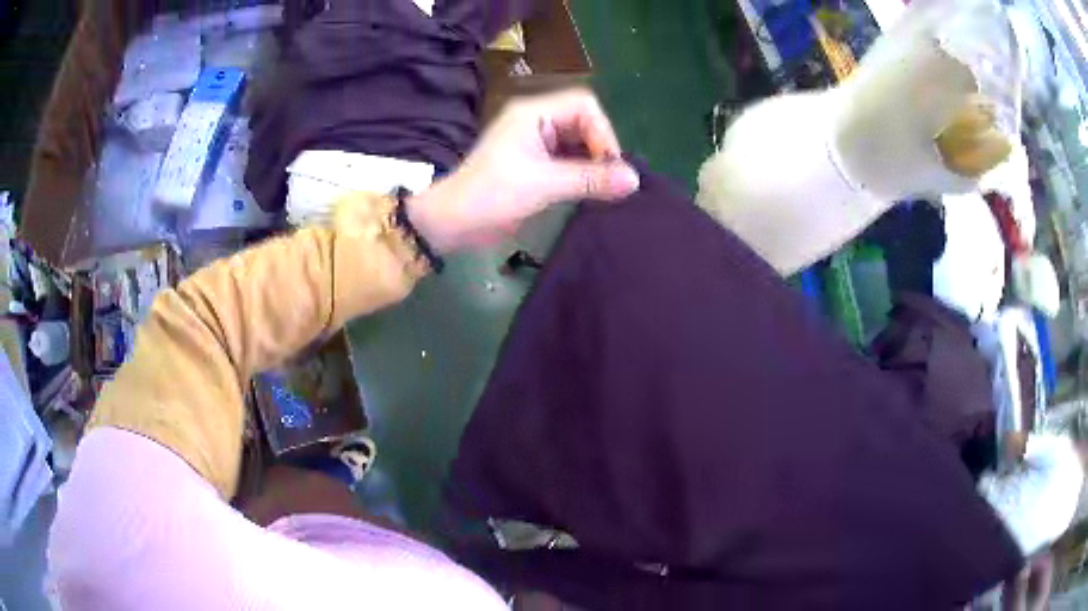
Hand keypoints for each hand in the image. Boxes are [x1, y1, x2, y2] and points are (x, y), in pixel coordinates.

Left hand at [407, 89, 640, 252]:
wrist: (451, 222)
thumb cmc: (491, 194)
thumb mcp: (544, 184)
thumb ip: (590, 179)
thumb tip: (635, 180)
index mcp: (534, 112)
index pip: (584, 105)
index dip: (603, 132)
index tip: (610, 166)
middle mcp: (537, 121)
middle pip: (584, 122)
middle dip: (601, 148)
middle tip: (610, 180)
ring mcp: (535, 143)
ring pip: (578, 143)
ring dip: (594, 163)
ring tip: (605, 189)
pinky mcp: (534, 165)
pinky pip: (568, 161)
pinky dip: (582, 174)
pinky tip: (591, 192)